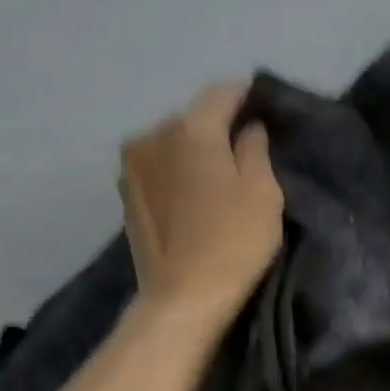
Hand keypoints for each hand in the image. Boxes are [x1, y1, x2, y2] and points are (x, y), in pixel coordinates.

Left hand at [119, 83, 283, 318]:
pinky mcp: (126, 195)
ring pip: (171, 142)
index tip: (263, 103)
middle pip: (192, 118)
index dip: (245, 94)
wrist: (183, 297)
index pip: (221, 93)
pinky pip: (158, 167)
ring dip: (193, 150)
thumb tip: (249, 129)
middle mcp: (153, 135)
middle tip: (244, 146)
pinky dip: (176, 171)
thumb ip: (255, 151)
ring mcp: (133, 165)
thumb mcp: (263, 193)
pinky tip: (194, 195)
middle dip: (218, 126)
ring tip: (218, 173)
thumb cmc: (234, 241)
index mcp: (191, 129)